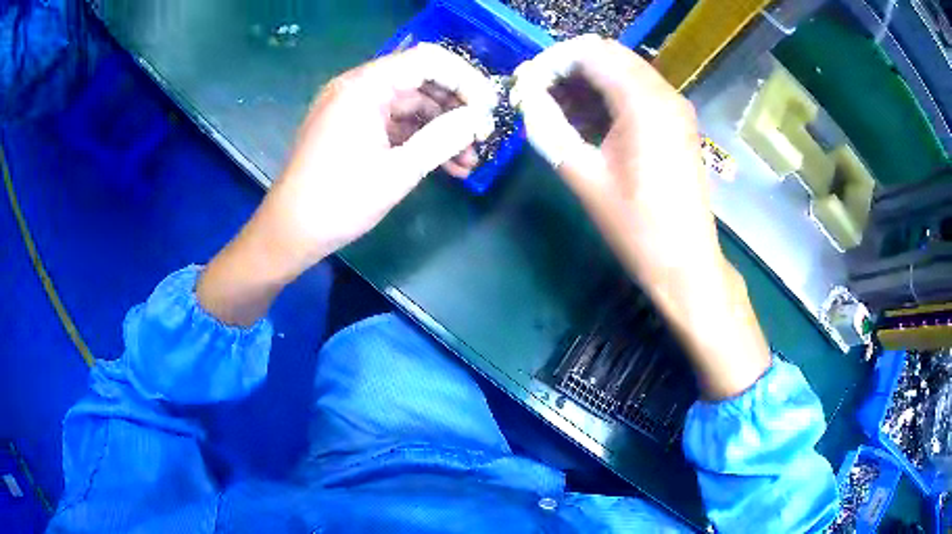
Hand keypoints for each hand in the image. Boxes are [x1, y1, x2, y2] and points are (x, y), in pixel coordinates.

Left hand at [196, 44, 497, 325]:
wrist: (290, 233)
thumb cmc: (338, 201)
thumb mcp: (398, 171)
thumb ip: (443, 139)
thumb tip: (479, 119)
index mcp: (364, 86)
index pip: (427, 61)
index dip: (464, 79)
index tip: (490, 106)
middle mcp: (358, 88)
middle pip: (420, 81)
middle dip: (456, 108)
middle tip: (483, 136)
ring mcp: (354, 109)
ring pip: (411, 106)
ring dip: (442, 129)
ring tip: (470, 160)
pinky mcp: (352, 129)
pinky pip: (394, 124)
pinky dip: (419, 140)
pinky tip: (447, 165)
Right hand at [511, 36, 770, 398]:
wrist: (685, 263)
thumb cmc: (636, 227)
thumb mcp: (584, 176)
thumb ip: (549, 127)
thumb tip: (526, 97)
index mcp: (643, 102)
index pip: (589, 53)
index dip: (551, 62)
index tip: (526, 86)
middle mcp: (664, 93)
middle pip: (608, 54)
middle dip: (568, 67)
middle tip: (537, 94)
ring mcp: (675, 107)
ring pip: (623, 69)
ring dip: (587, 79)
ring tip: (556, 107)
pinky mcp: (678, 122)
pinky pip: (638, 90)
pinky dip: (609, 93)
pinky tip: (588, 118)